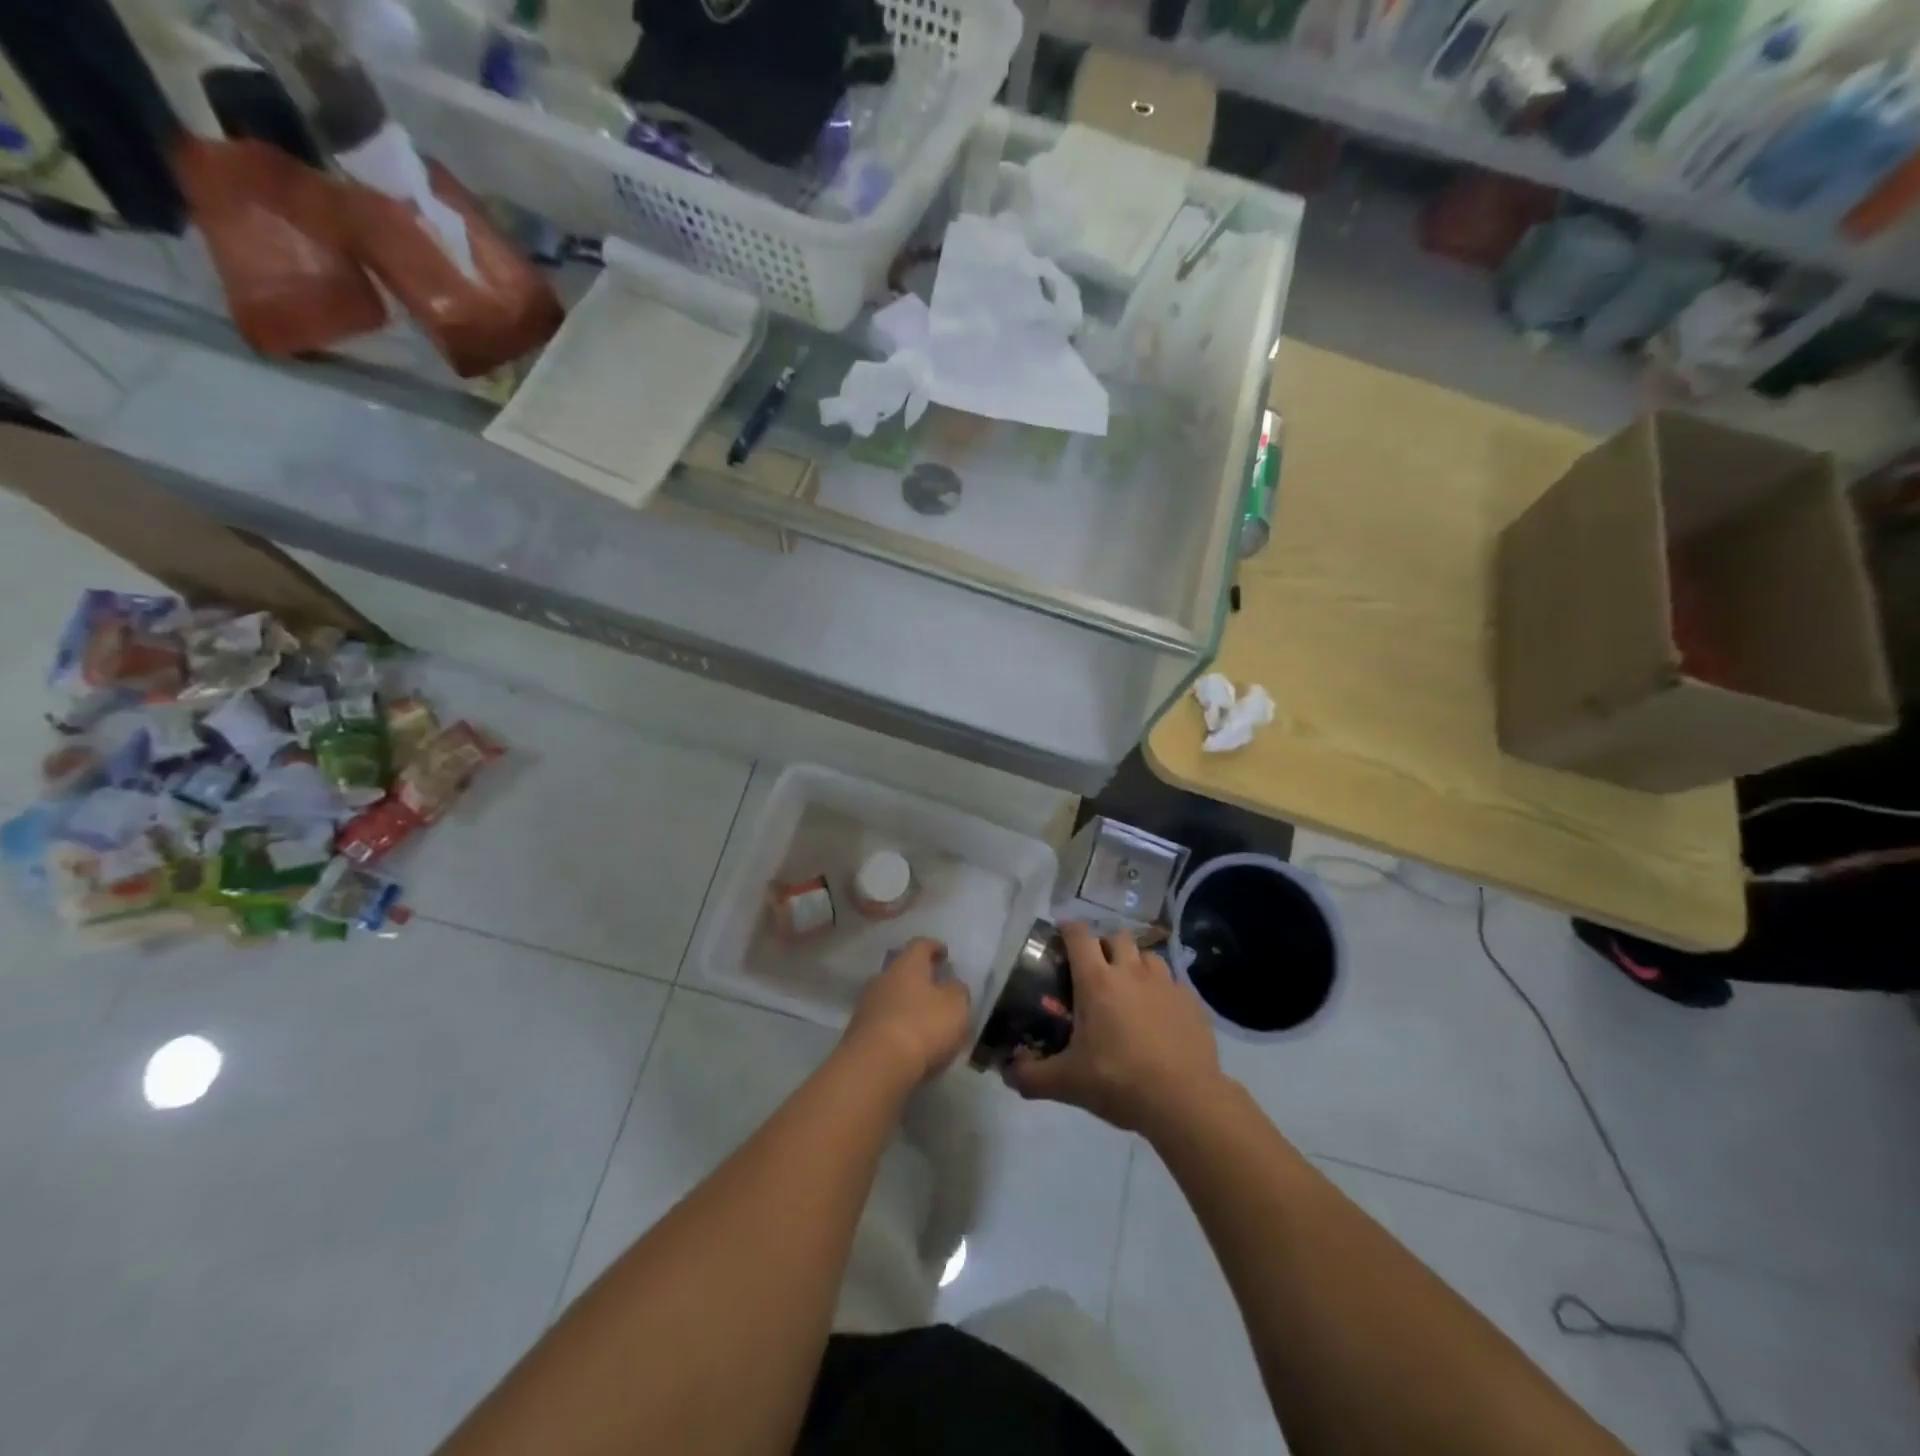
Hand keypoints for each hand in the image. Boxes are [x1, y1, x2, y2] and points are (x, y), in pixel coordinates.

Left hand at [841, 938, 972, 1087]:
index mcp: (907, 965)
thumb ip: (957, 991)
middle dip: (918, 979)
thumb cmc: (922, 1026)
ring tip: (924, 1021)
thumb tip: (951, 986)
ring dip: (906, 1005)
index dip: (934, 947)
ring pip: (890, 998)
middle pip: (901, 971)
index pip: (920, 945)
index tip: (944, 953)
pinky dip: (896, 1028)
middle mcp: (883, 979)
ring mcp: (866, 1006)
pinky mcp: (857, 1034)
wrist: (875, 1066)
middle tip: (935, 989)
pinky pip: (882, 1023)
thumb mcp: (956, 1006)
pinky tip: (909, 1044)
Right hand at [1008, 923, 1227, 1133]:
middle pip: (1115, 936)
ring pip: (1147, 955)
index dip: (1068, 929)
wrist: (1185, 1101)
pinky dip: (1161, 990)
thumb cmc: (1119, 1081)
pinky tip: (1159, 1014)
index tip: (1061, 936)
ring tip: (1129, 989)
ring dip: (1135, 964)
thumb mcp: (1067, 1083)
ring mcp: (1165, 983)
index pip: (1079, 935)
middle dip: (1103, 946)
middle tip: (1095, 971)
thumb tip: (1008, 1074)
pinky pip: (1172, 982)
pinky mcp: (1191, 1001)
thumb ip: (1032, 1076)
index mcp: (1096, 981)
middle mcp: (1131, 971)